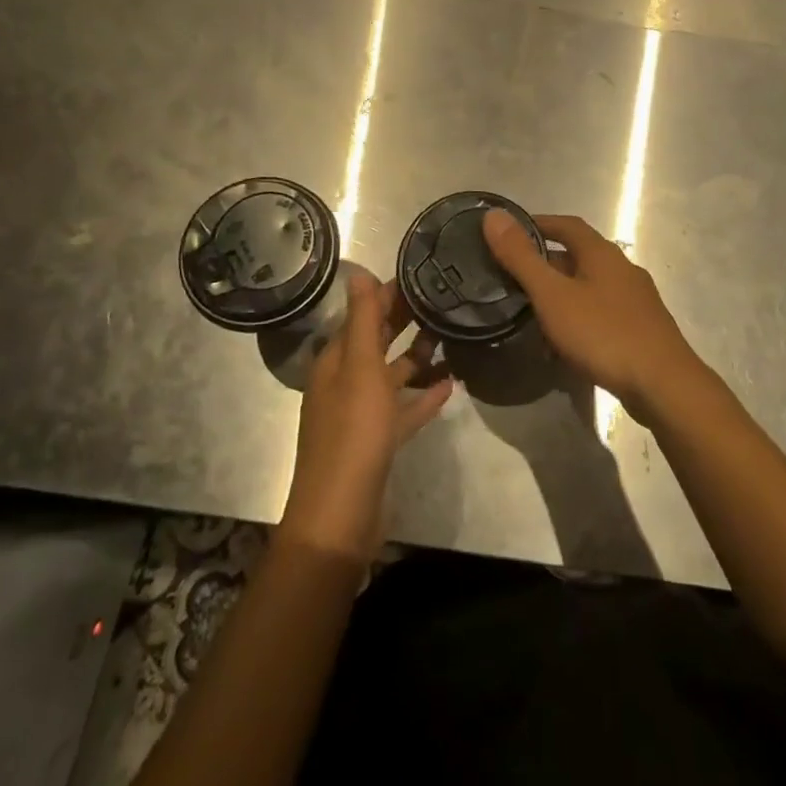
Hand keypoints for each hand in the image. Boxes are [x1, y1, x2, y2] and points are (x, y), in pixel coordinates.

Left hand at [279, 273, 453, 562]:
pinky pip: (402, 410)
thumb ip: (362, 319)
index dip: (388, 295)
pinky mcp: (377, 442)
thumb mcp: (360, 367)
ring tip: (450, 338)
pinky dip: (422, 396)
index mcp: (335, 361)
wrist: (341, 514)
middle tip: (443, 300)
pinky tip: (451, 386)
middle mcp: (345, 382)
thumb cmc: (353, 432)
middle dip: (404, 321)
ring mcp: (360, 414)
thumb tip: (357, 270)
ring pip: (391, 376)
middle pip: (376, 343)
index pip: (362, 315)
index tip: (423, 275)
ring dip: (417, 358)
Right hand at [481, 211, 706, 423]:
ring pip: (589, 285)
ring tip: (531, 309)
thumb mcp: (553, 295)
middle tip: (511, 276)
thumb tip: (493, 215)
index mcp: (602, 253)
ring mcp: (635, 299)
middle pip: (579, 255)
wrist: (663, 384)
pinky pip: (601, 311)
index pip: (567, 224)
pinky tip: (564, 341)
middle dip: (546, 261)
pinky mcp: (641, 328)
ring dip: (561, 291)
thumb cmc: (603, 333)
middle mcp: (622, 268)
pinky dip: (578, 316)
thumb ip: (521, 257)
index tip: (509, 232)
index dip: (538, 223)